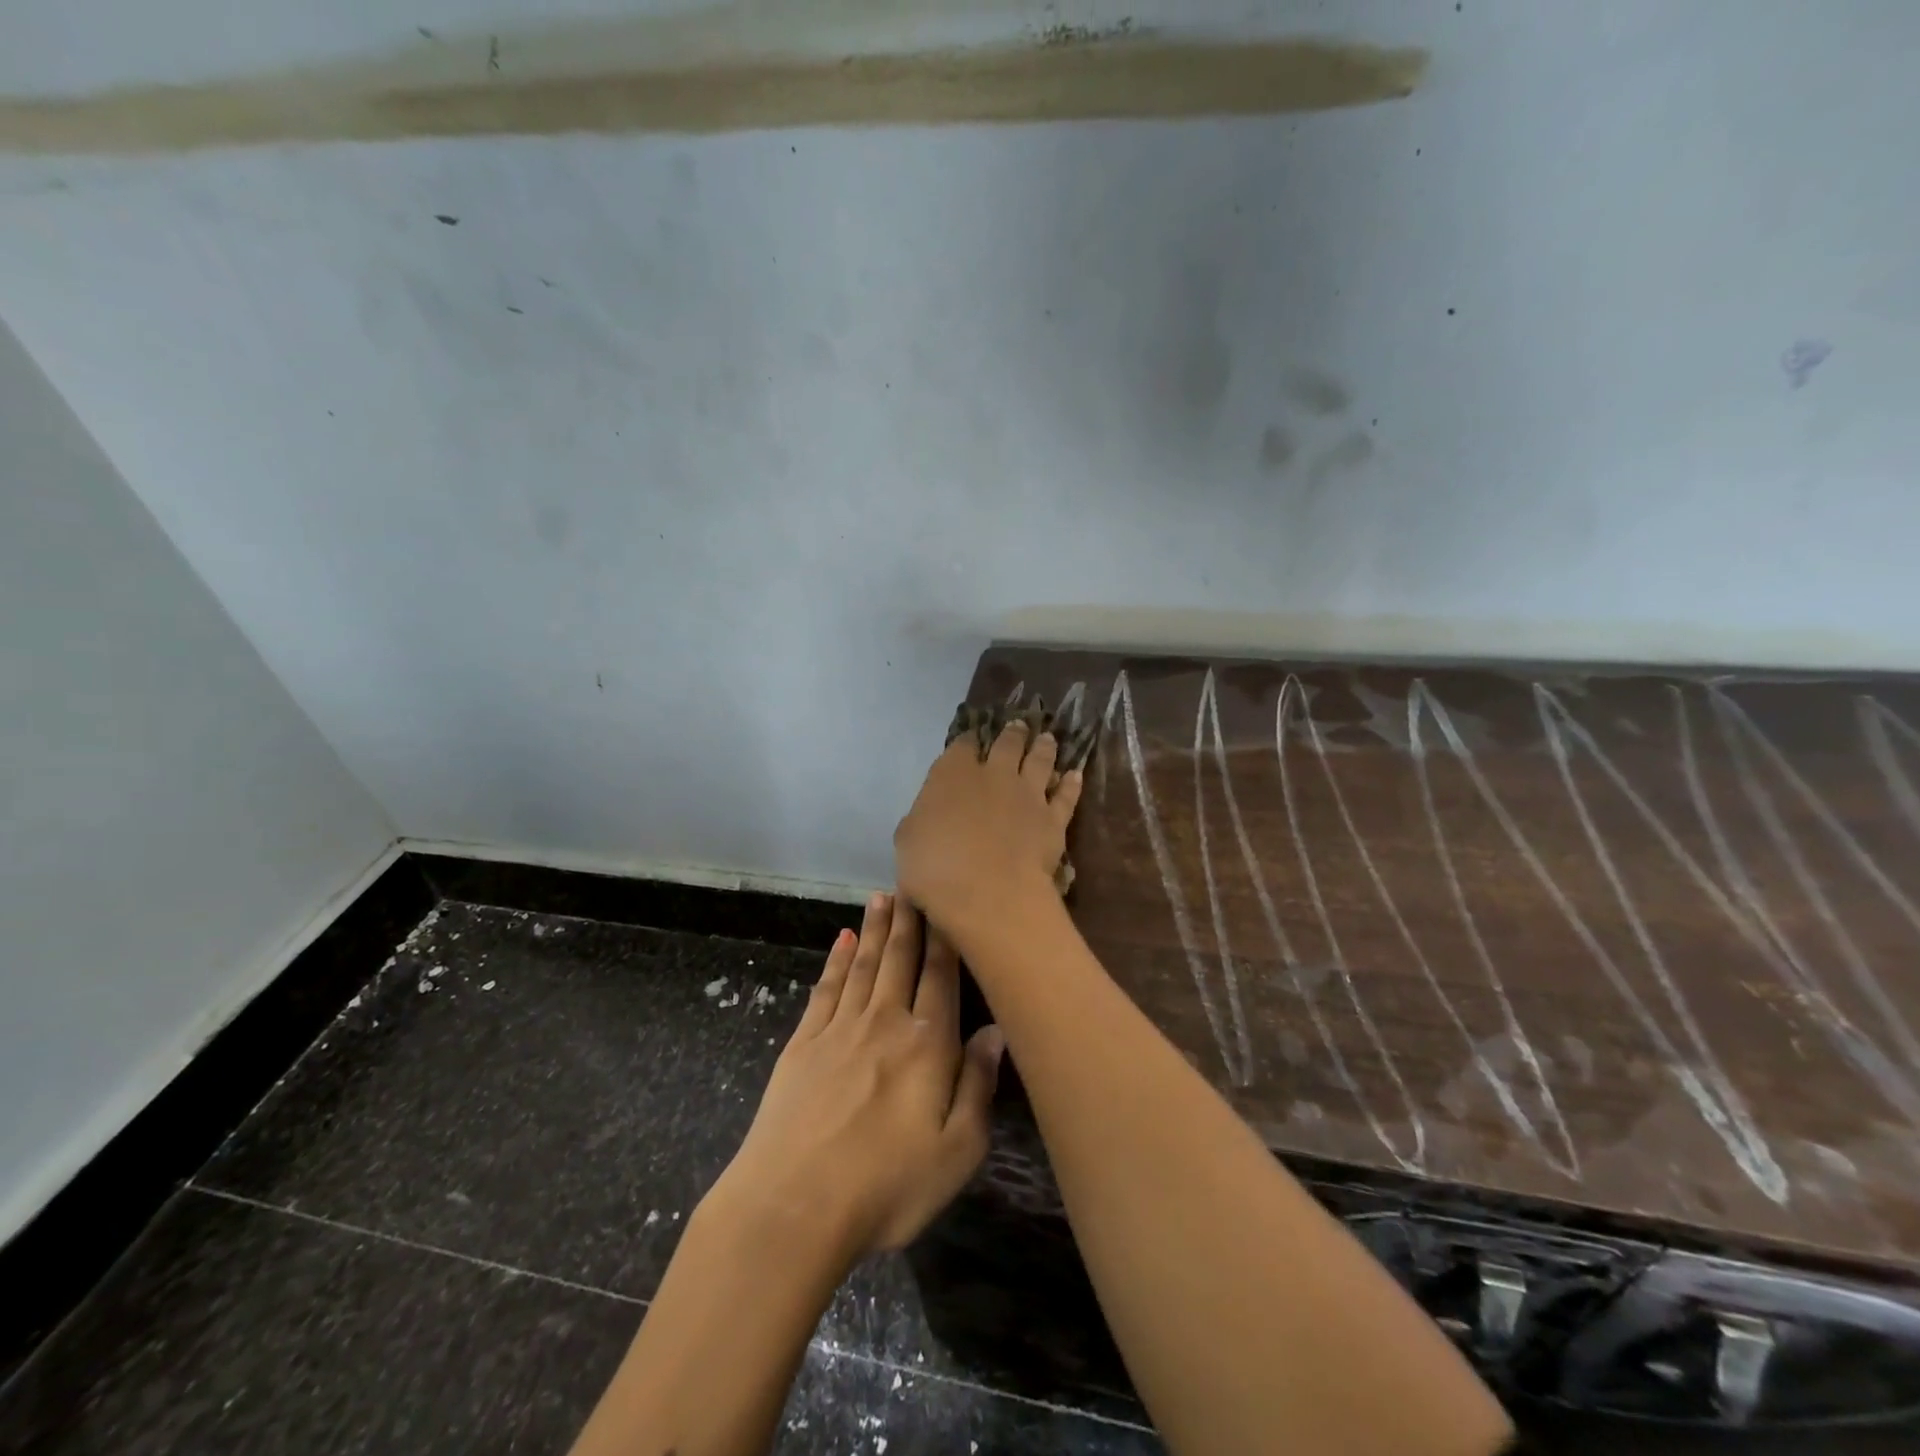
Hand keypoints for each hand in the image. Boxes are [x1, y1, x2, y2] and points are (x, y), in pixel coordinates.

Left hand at [709, 893, 1003, 1264]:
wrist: (791, 1207)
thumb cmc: (885, 1187)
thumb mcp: (955, 1153)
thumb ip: (978, 1086)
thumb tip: (995, 1031)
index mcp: (927, 1046)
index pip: (941, 978)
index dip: (945, 938)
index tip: (948, 902)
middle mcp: (885, 1023)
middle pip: (900, 960)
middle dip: (909, 920)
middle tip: (912, 882)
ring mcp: (839, 1029)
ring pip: (864, 965)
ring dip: (875, 929)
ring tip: (882, 896)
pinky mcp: (803, 1044)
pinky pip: (826, 989)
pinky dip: (836, 960)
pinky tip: (843, 940)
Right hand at [894, 722, 1084, 941]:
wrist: (989, 894)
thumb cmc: (935, 869)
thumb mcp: (907, 841)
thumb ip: (920, 819)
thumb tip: (927, 814)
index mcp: (952, 774)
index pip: (962, 746)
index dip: (967, 741)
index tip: (971, 739)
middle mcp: (994, 774)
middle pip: (1007, 744)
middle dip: (1012, 734)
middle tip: (1019, 726)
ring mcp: (1028, 794)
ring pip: (1041, 761)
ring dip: (1044, 747)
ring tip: (1048, 738)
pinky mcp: (1053, 818)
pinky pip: (1066, 795)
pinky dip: (1071, 783)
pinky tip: (1075, 775)